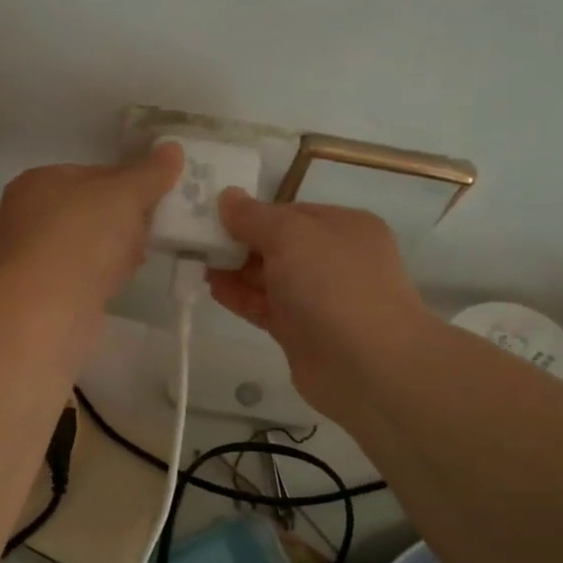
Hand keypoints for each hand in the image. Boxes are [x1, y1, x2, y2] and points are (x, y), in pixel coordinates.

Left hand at [0, 144, 183, 311]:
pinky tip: (121, 280)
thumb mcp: (125, 195)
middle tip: (152, 228)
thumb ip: (150, 173)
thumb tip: (173, 148)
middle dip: (122, 219)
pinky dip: (102, 274)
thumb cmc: (83, 236)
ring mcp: (32, 256)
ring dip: (114, 249)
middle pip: (88, 210)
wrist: (50, 307)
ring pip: (86, 244)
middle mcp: (26, 216)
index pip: (91, 173)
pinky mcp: (42, 291)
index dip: (127, 183)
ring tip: (141, 256)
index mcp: (37, 181)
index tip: (155, 198)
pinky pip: (81, 274)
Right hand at [209, 191, 428, 414]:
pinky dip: (240, 297)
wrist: (367, 366)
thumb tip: (227, 196)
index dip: (252, 213)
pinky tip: (212, 288)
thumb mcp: (292, 235)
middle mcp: (334, 259)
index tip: (212, 216)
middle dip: (238, 242)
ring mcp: (319, 298)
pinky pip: (265, 307)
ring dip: (234, 270)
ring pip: (269, 277)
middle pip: (278, 244)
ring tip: (195, 263)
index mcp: (344, 227)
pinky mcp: (301, 332)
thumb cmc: (333, 285)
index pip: (290, 212)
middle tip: (195, 241)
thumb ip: (254, 217)